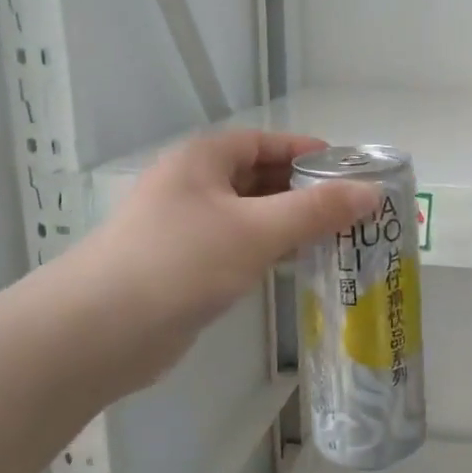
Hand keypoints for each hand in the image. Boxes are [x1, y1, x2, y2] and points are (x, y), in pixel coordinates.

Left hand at [52, 130, 377, 389]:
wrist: (100, 331)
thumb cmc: (180, 262)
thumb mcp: (256, 230)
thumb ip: (316, 210)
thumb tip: (371, 192)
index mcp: (202, 160)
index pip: (263, 142)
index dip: (305, 151)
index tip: (348, 170)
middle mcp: (192, 186)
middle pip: (257, 177)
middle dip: (303, 190)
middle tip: (351, 209)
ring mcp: (184, 228)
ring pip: (248, 215)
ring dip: (287, 223)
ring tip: (335, 237)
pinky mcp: (183, 267)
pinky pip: (236, 246)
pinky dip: (266, 250)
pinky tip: (294, 265)